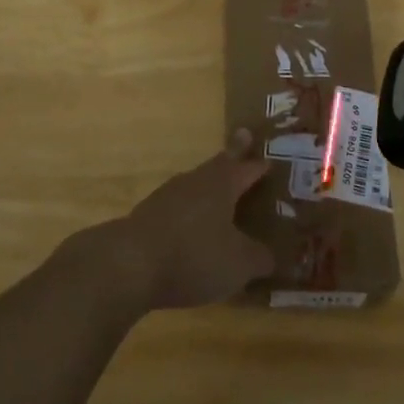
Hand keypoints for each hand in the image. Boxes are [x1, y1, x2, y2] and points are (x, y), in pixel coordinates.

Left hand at [93, 130, 275, 311]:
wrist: (130, 263)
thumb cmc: (194, 255)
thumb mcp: (238, 264)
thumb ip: (260, 259)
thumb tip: (273, 257)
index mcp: (222, 184)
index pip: (247, 168)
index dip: (260, 165)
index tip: (269, 157)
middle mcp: (196, 181)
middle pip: (219, 164)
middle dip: (233, 155)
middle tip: (244, 140)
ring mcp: (169, 195)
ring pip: (197, 183)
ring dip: (210, 185)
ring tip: (221, 192)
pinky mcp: (149, 215)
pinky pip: (179, 206)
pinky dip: (191, 211)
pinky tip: (193, 227)